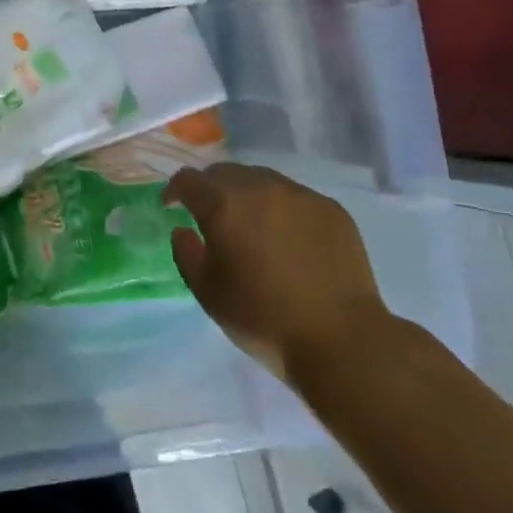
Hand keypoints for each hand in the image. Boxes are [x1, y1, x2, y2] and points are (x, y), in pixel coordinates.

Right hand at [165, 163, 390, 381]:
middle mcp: (261, 187)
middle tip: (211, 216)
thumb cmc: (263, 319)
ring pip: (262, 179)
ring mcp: (300, 195)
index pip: (190, 180)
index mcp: (225, 204)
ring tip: (252, 224)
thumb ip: (186, 254)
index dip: (176, 190)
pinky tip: (288, 238)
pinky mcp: (331, 208)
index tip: (172, 206)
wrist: (340, 340)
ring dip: (247, 195)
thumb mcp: (208, 293)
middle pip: (226, 172)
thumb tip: (184, 231)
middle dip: (211, 189)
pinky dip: (282, 209)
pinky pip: (295, 197)